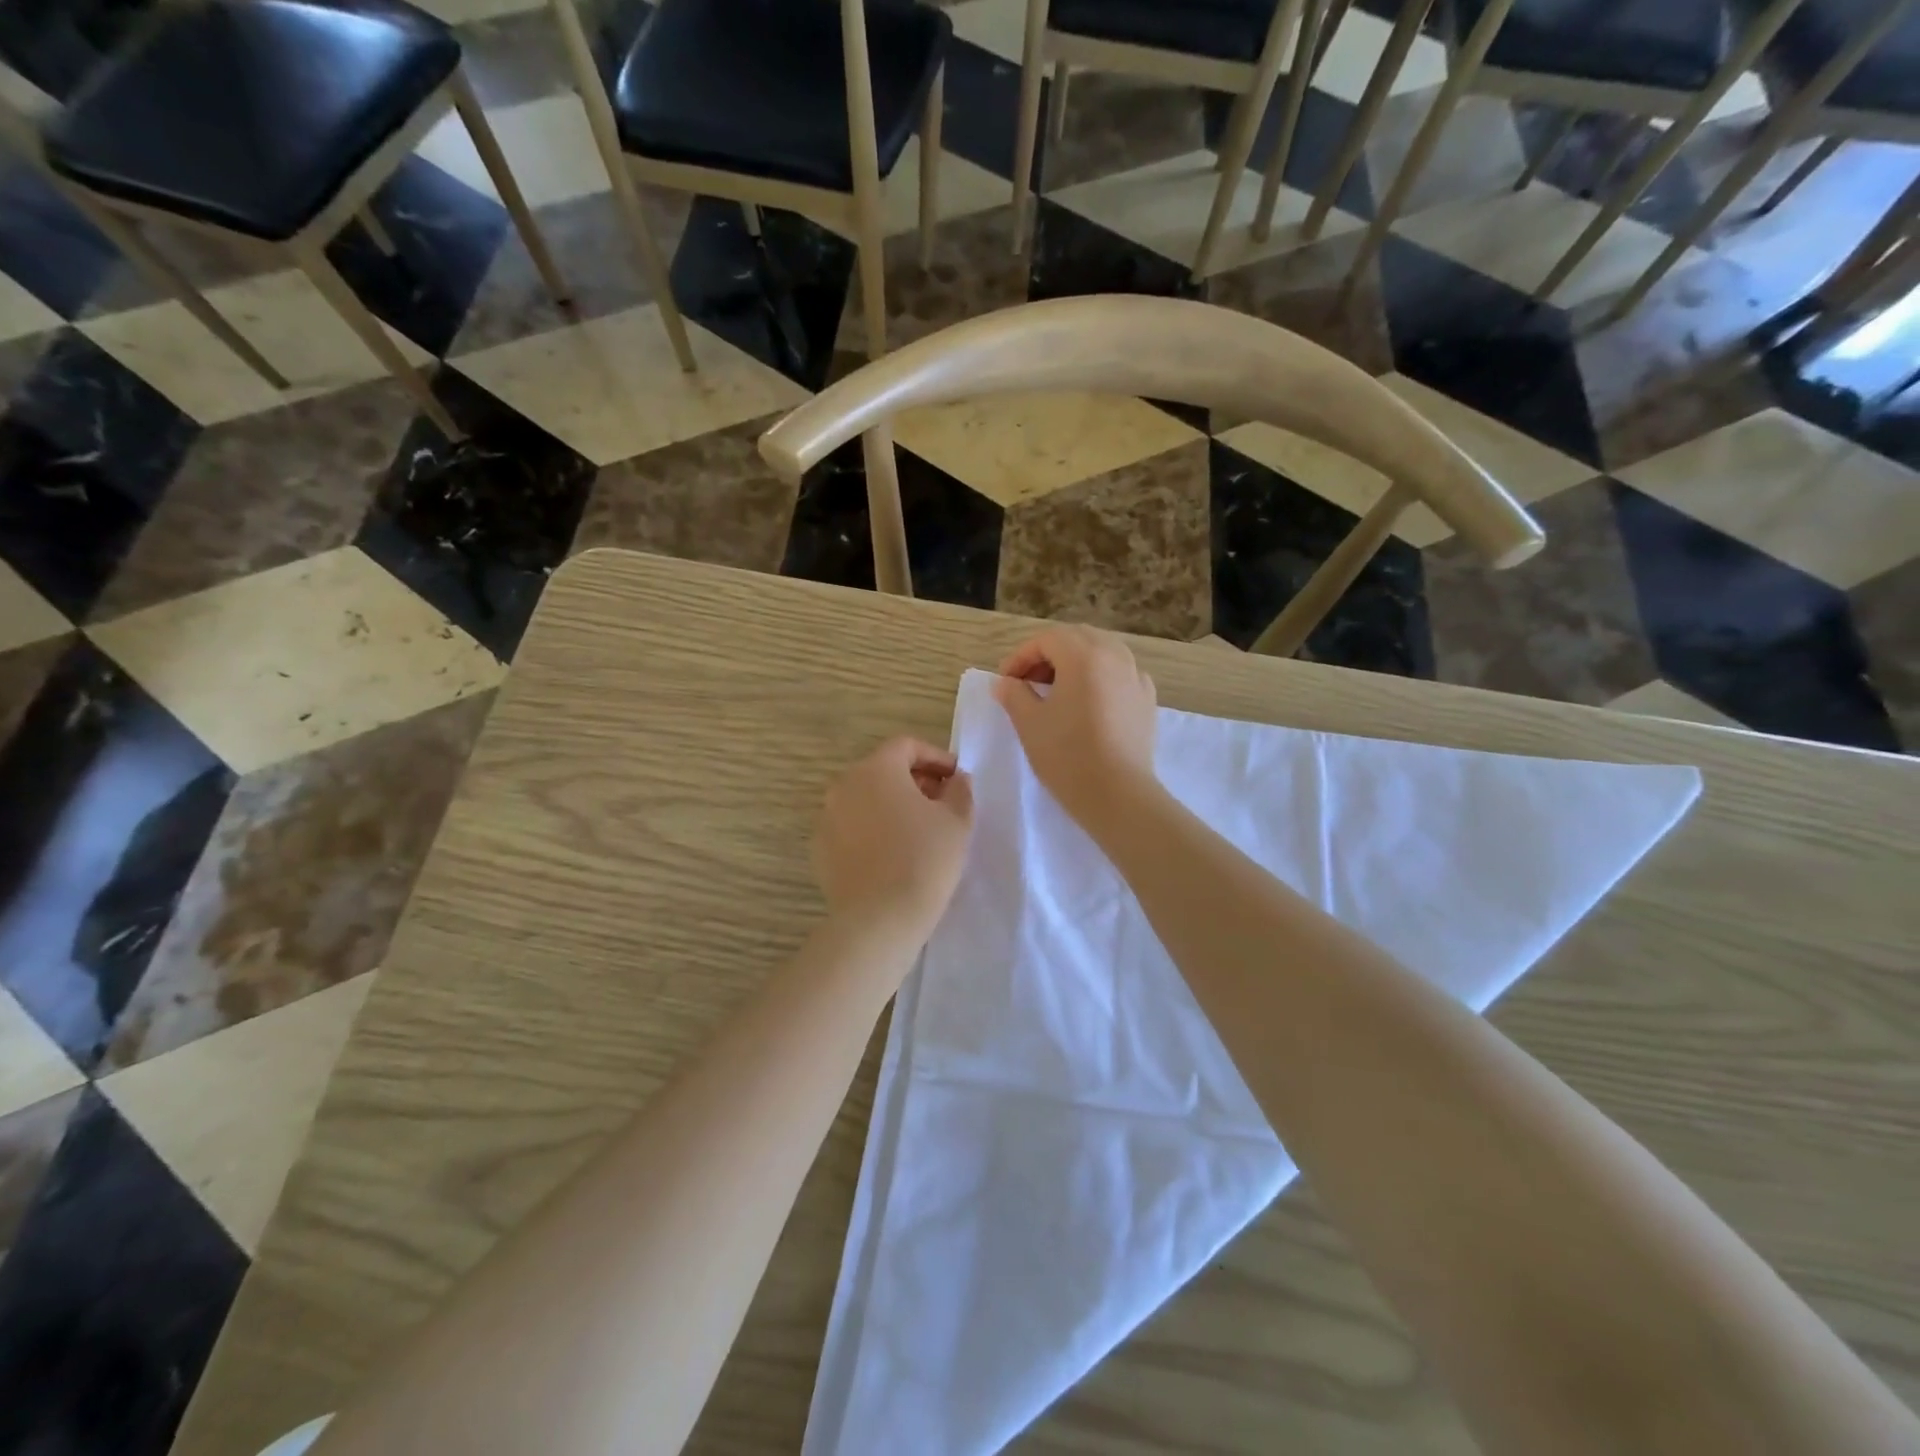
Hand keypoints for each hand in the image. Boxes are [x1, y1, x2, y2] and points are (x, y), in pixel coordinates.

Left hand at [814, 738, 974, 938]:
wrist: (879, 919)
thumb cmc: (924, 860)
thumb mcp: (957, 821)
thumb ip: (960, 790)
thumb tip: (956, 780)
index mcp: (876, 769)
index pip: (906, 746)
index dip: (935, 756)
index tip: (956, 777)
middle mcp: (844, 785)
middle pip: (882, 770)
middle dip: (914, 780)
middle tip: (941, 802)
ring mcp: (827, 818)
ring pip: (864, 799)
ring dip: (892, 805)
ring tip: (919, 830)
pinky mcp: (820, 849)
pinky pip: (851, 826)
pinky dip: (872, 829)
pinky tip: (893, 853)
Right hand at [993, 627, 1158, 830]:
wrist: (1117, 794)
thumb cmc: (1067, 755)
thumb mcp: (1029, 723)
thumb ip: (1014, 694)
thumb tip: (1005, 682)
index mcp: (1083, 656)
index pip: (1046, 640)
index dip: (1021, 656)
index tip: (1006, 681)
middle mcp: (1114, 656)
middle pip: (1077, 638)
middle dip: (1048, 654)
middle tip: (1028, 682)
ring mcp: (1136, 677)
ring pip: (1102, 652)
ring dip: (1075, 663)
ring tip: (1057, 690)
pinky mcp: (1147, 700)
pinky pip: (1121, 674)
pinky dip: (1100, 677)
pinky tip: (1089, 702)